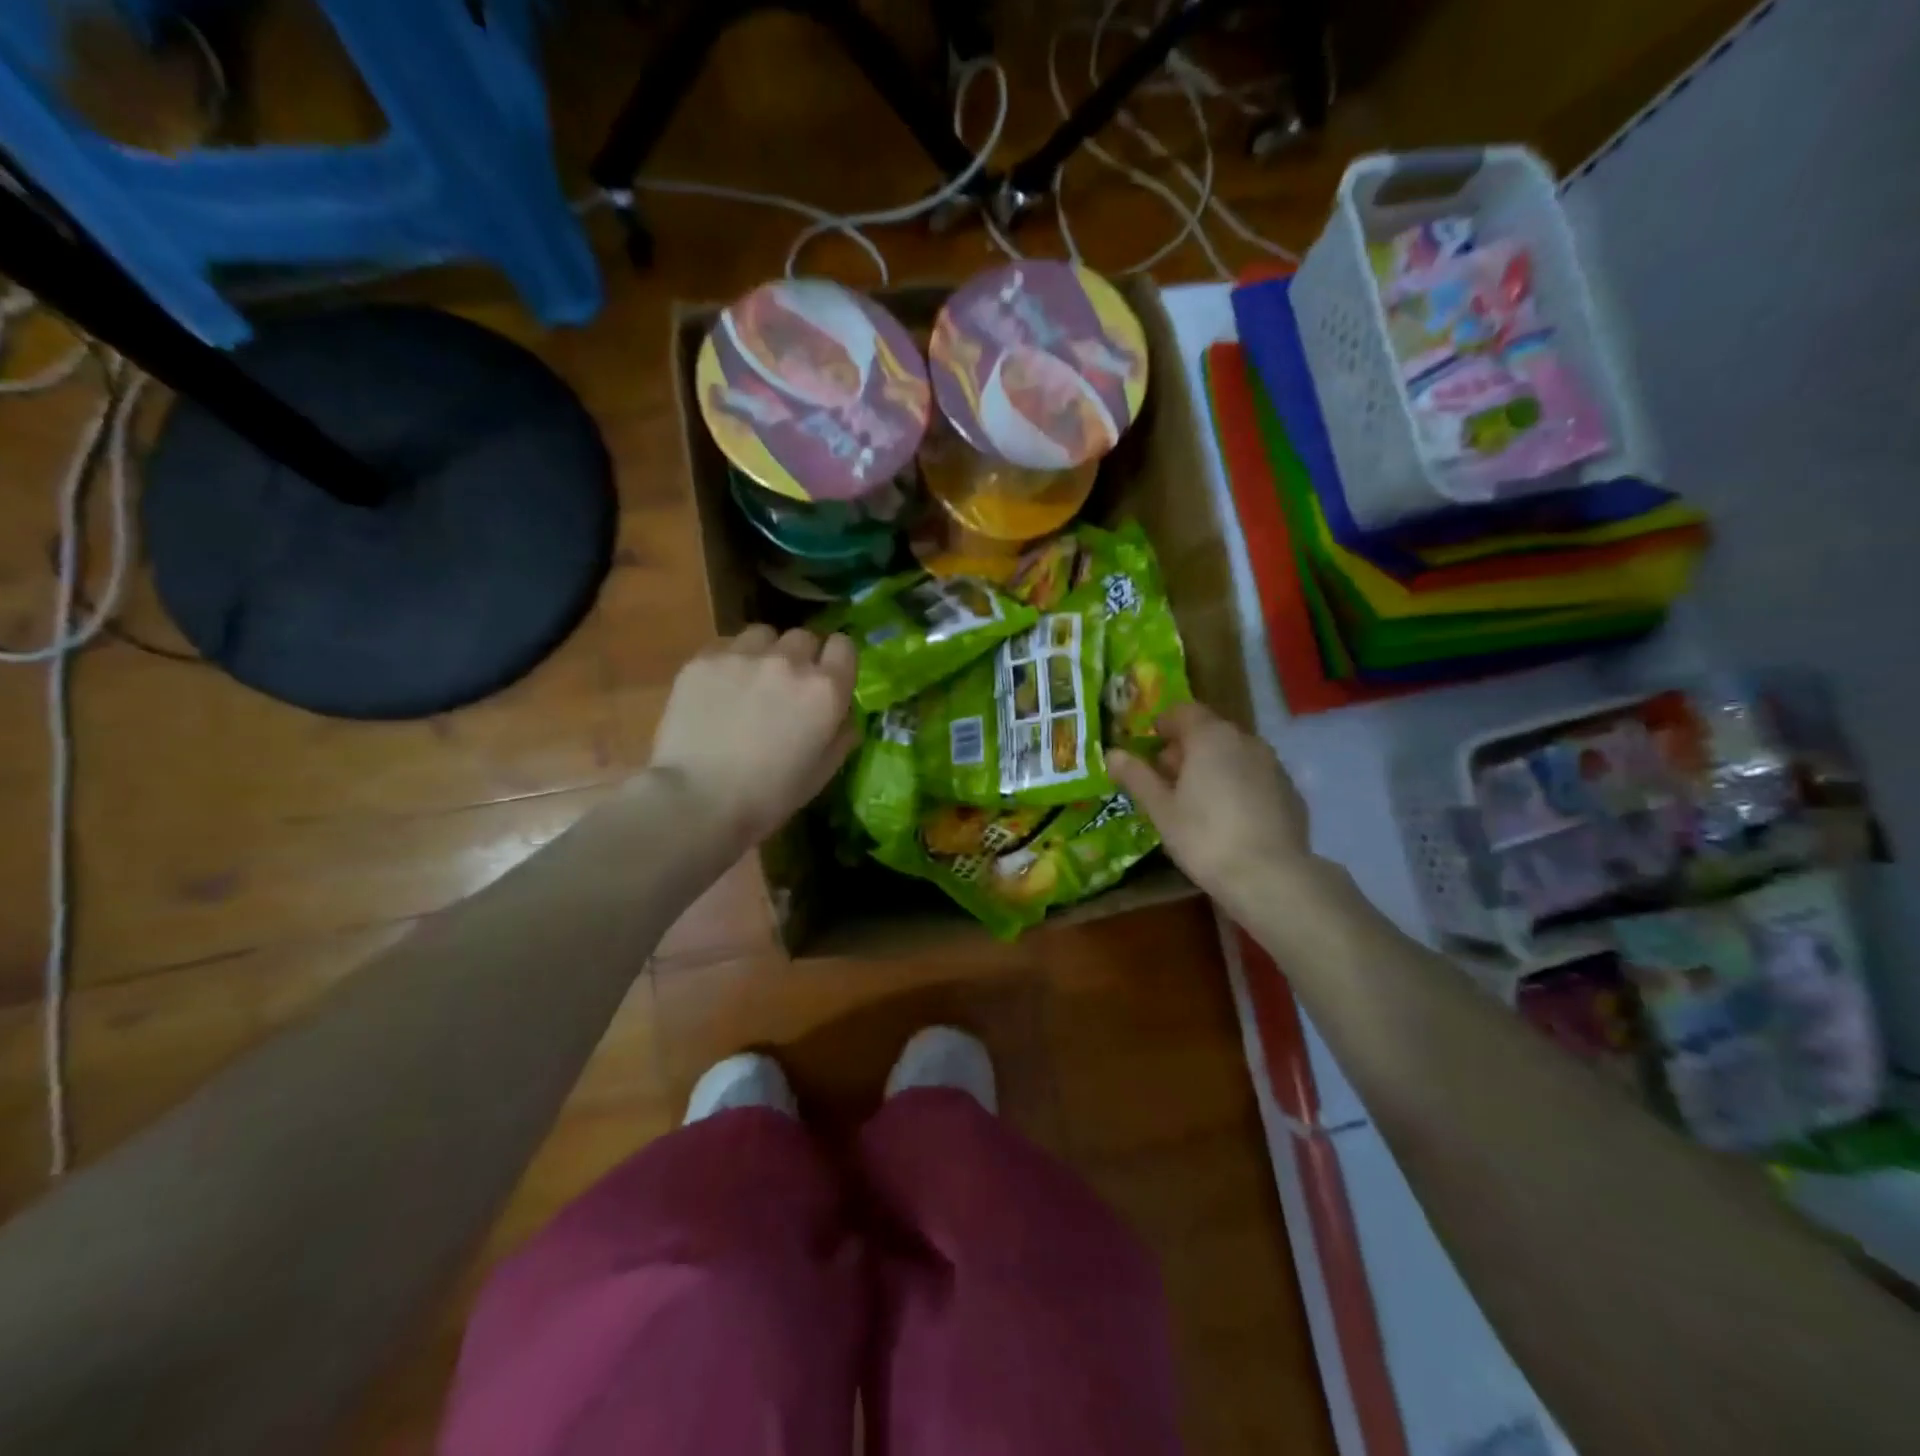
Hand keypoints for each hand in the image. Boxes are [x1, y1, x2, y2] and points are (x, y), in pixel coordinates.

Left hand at [644, 626, 858, 854]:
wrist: (698, 800)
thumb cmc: (769, 796)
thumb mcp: (822, 773)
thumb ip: (842, 736)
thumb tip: (845, 717)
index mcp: (825, 690)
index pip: (844, 646)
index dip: (836, 660)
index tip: (827, 677)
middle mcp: (789, 661)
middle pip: (803, 637)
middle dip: (800, 657)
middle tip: (785, 687)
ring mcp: (744, 655)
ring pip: (763, 635)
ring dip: (764, 653)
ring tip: (749, 682)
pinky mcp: (704, 660)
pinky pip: (726, 646)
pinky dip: (729, 662)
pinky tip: (717, 690)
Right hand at [1109, 704, 1311, 915]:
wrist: (1271, 877)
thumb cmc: (1204, 837)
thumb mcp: (1160, 809)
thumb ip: (1137, 776)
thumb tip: (1112, 753)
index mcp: (1211, 737)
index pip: (1184, 712)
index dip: (1164, 724)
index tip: (1150, 745)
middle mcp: (1246, 741)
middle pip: (1210, 732)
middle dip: (1187, 748)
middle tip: (1166, 778)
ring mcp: (1273, 766)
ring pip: (1235, 754)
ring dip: (1213, 766)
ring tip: (1196, 800)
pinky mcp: (1290, 792)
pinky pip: (1255, 777)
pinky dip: (1237, 785)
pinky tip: (1228, 817)